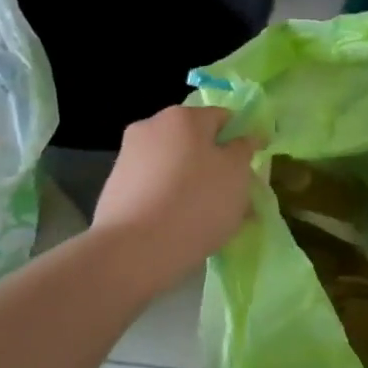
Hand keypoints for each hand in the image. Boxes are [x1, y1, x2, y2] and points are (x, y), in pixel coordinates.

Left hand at [92, 105, 259, 283]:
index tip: (251, 169)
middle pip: (196, 142)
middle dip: (216, 166)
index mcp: (184, 116)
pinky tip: (181, 228)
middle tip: (234, 199)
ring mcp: (130, 155)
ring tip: (210, 221)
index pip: (223, 117)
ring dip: (193, 184)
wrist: (132, 251)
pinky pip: (155, 187)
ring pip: (175, 166)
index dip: (242, 140)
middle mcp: (152, 126)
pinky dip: (170, 200)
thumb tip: (244, 138)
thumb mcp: (236, 174)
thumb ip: (244, 150)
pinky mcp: (116, 186)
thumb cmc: (195, 203)